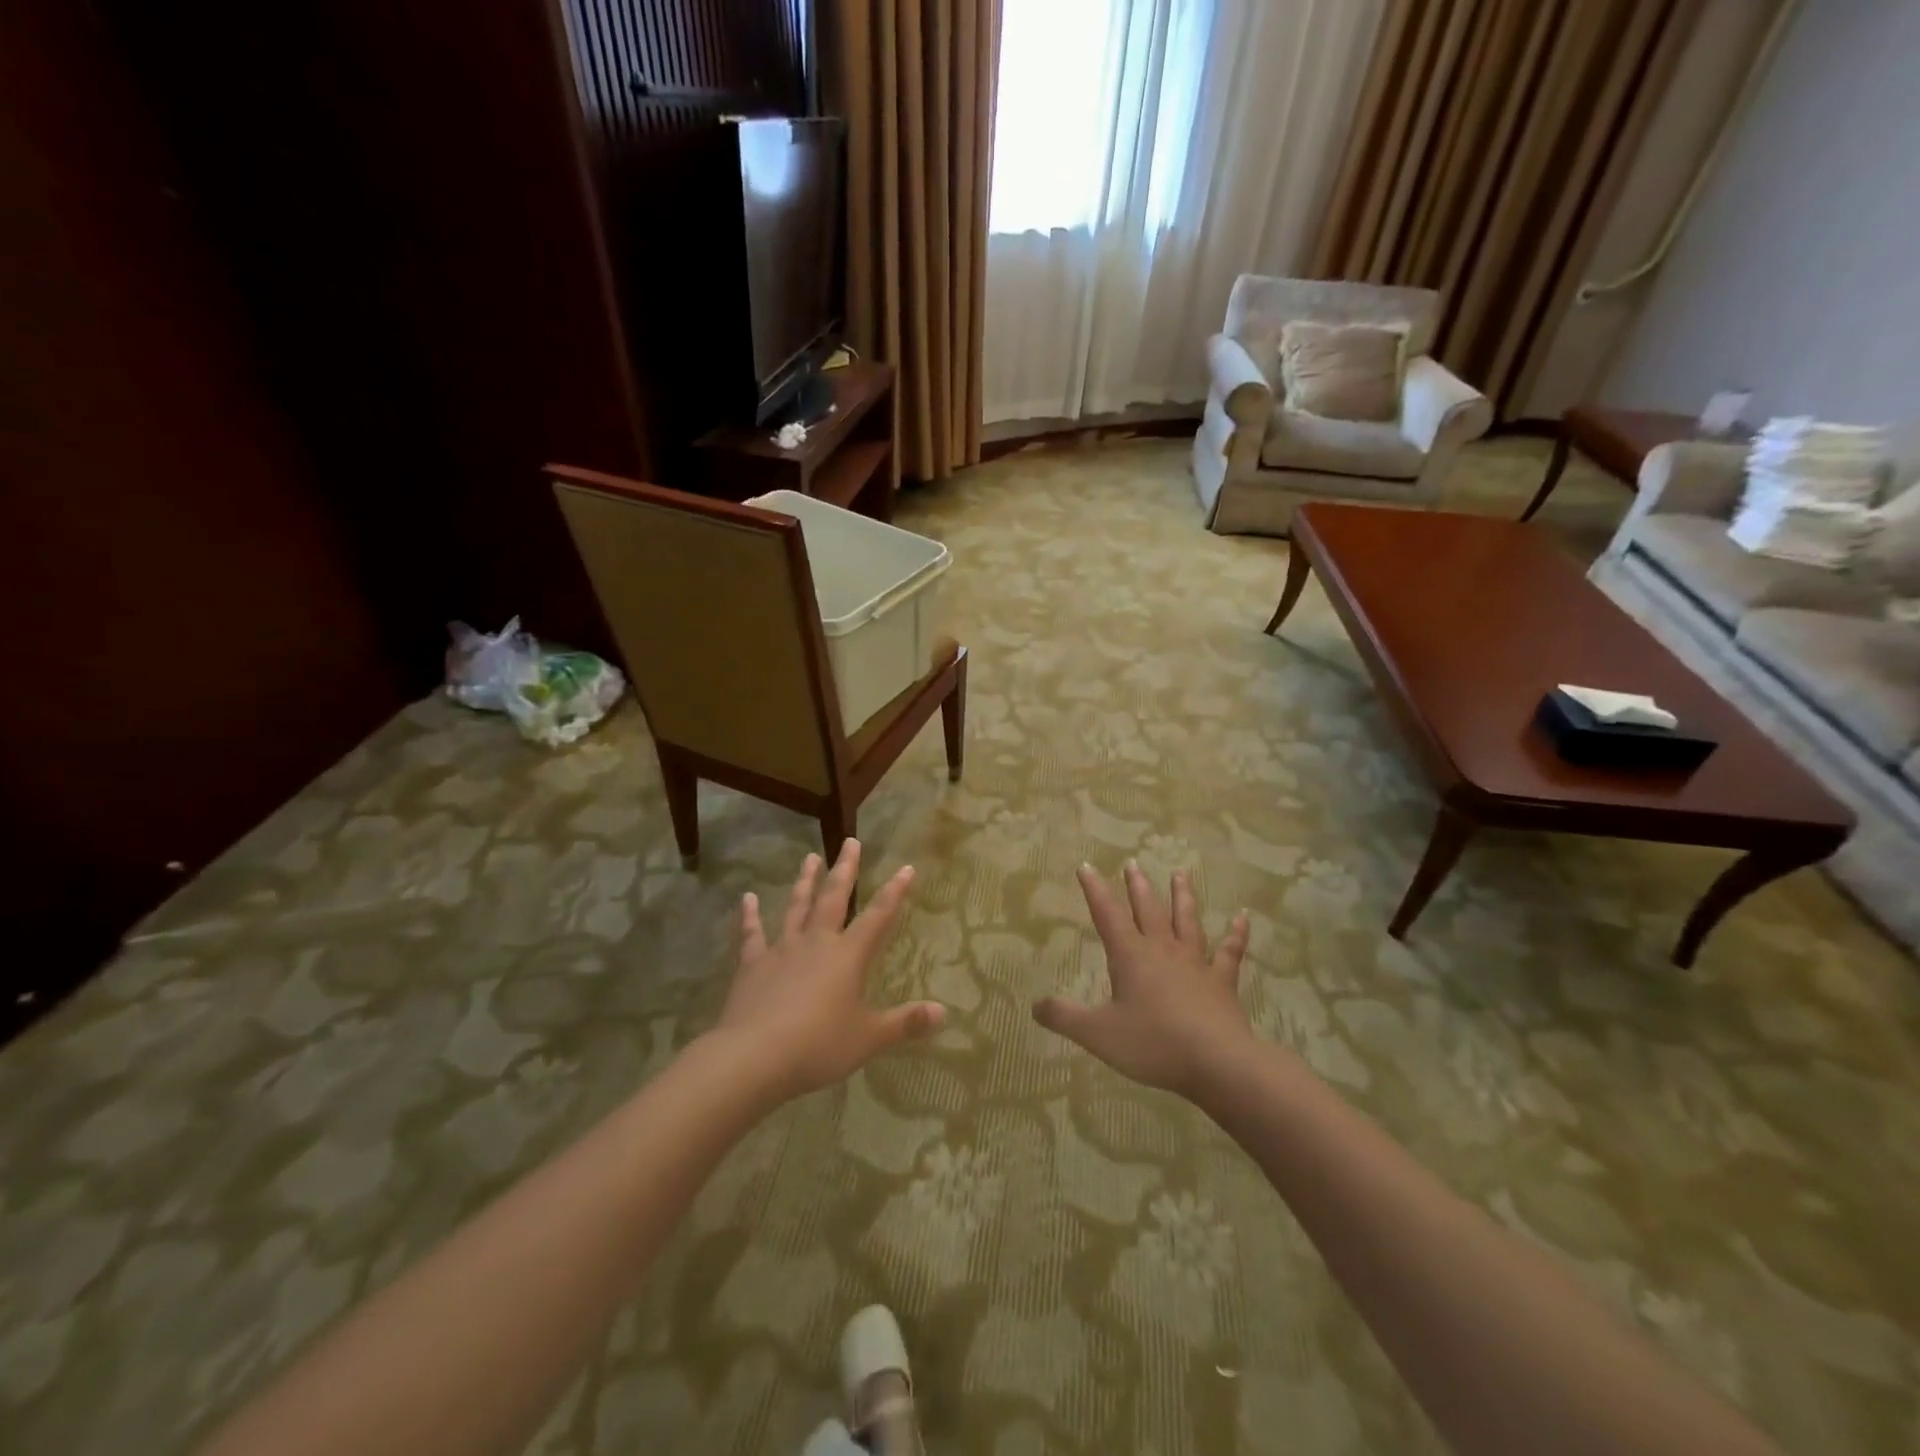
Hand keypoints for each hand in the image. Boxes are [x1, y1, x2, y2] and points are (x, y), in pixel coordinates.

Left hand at [712, 840, 944, 1100]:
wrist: (754, 1056)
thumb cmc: (818, 1045)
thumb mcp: (869, 1038)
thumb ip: (905, 1023)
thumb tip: (943, 1012)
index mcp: (848, 956)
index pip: (878, 916)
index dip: (894, 892)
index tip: (906, 867)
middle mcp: (817, 943)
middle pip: (834, 898)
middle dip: (845, 869)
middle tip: (851, 841)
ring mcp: (782, 950)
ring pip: (796, 907)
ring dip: (804, 882)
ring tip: (809, 857)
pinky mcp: (752, 965)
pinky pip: (752, 934)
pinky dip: (750, 916)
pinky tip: (747, 898)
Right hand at [1033, 863, 1252, 1097]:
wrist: (1217, 1062)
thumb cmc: (1153, 1044)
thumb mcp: (1098, 1034)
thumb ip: (1064, 1017)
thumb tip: (1035, 1005)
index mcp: (1130, 956)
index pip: (1107, 915)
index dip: (1095, 890)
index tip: (1086, 866)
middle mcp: (1162, 950)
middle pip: (1148, 909)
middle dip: (1137, 886)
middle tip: (1133, 863)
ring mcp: (1195, 963)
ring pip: (1187, 921)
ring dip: (1182, 896)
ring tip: (1180, 874)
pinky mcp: (1222, 981)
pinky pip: (1230, 952)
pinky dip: (1237, 934)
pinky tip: (1243, 918)